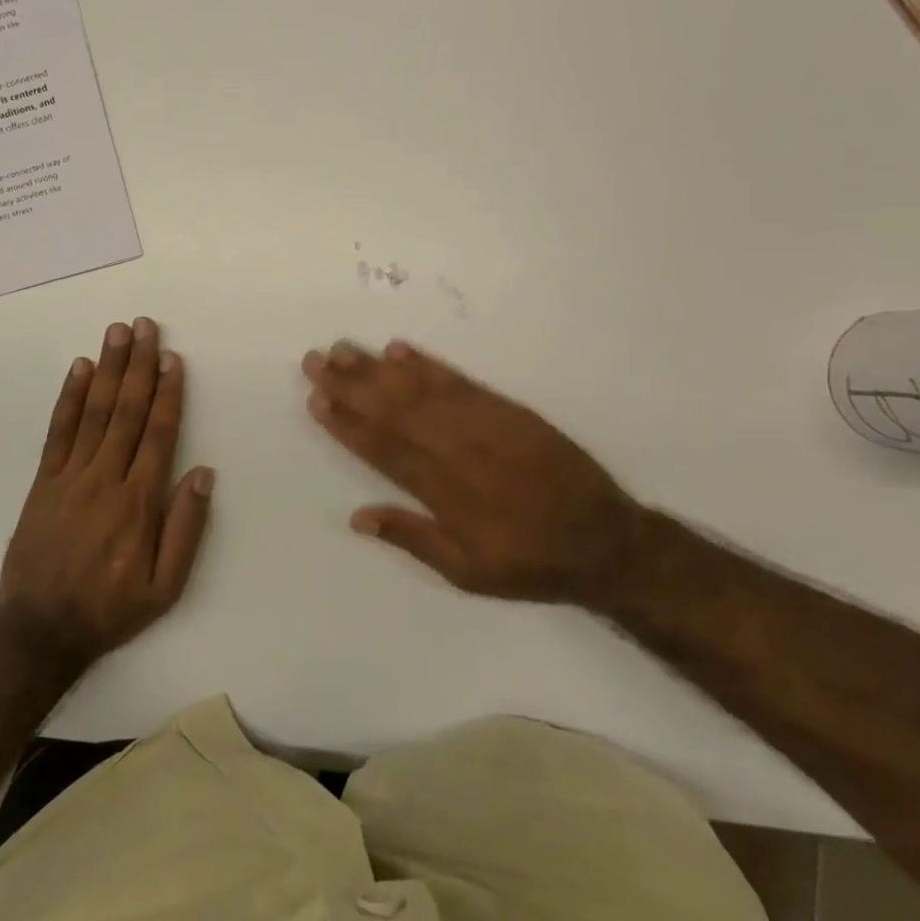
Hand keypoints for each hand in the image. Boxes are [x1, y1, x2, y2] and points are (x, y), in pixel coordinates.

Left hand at [0, 319, 214, 665]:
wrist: (39, 630)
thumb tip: (203, 473)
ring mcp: (70, 477)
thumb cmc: (110, 608)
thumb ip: (186, 528)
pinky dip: (69, 398)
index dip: (168, 393)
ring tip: (117, 333)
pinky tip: (79, 370)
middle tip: (146, 327)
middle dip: (139, 365)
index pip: (158, 434)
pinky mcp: (44, 482)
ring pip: (95, 412)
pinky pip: (58, 432)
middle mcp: (105, 478)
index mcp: (139, 501)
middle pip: (127, 412)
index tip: (173, 359)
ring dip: (108, 369)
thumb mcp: (165, 587)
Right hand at [301, 340, 643, 607]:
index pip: (382, 448)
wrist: (605, 540)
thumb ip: (412, 538)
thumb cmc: (530, 562)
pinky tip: (401, 350)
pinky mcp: (507, 410)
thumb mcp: (468, 572)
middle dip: (350, 383)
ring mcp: (483, 424)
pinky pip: (459, 381)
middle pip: (393, 409)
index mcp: (443, 491)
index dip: (346, 422)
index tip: (316, 399)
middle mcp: (457, 449)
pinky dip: (428, 364)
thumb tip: (357, 517)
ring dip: (378, 368)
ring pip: (420, 389)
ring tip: (344, 348)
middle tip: (314, 359)